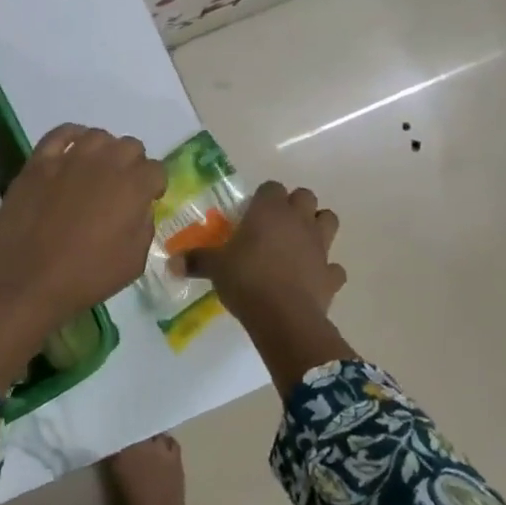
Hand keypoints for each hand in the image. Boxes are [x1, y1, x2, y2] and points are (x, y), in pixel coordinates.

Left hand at [0, 125, 164, 391]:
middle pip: (130, 146)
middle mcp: (105, 162)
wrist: (28, 278)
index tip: (147, 199)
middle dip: (132, 165)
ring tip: (96, 170)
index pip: (156, 170)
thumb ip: (144, 226)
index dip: (154, 185)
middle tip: (121, 188)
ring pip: (98, 136)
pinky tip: (72, 150)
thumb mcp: (133, 262)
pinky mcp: (39, 161)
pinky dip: (71, 137)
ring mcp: (69, 157)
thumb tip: (139, 208)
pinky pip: (60, 133)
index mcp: (133, 186)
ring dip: (104, 150)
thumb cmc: (86, 276)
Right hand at [179, 181, 345, 335]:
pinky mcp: (331, 274)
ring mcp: (320, 246)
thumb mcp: (215, 268)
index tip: (250, 213)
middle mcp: (298, 220)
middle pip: (306, 196)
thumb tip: (171, 262)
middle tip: (275, 225)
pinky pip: (334, 267)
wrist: (283, 317)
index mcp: (269, 210)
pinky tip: (312, 278)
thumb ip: (195, 261)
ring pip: (329, 220)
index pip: (271, 187)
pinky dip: (326, 270)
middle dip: (294, 206)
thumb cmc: (246, 279)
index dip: (263, 198)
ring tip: (299, 243)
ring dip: (317, 227)